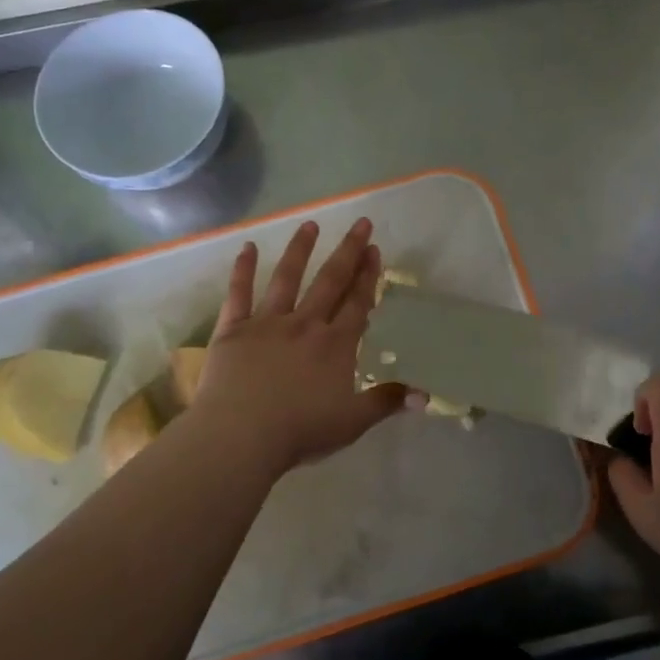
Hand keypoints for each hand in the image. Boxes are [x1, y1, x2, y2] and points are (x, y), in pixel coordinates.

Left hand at [191, 218, 407, 474]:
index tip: (375, 249)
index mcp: (335, 345)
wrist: (241, 435)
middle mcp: (305, 325)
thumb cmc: (300, 431)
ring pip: (287, 279)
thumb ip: (386, 403)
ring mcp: (267, 324)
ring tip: (310, 224)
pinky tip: (248, 247)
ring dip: (300, 250)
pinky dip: (243, 270)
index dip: (368, 276)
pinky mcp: (233, 330)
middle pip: (330, 282)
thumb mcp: (352, 422)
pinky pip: (238, 294)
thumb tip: (425, 396)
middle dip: (347, 252)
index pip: (357, 303)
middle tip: (360, 224)